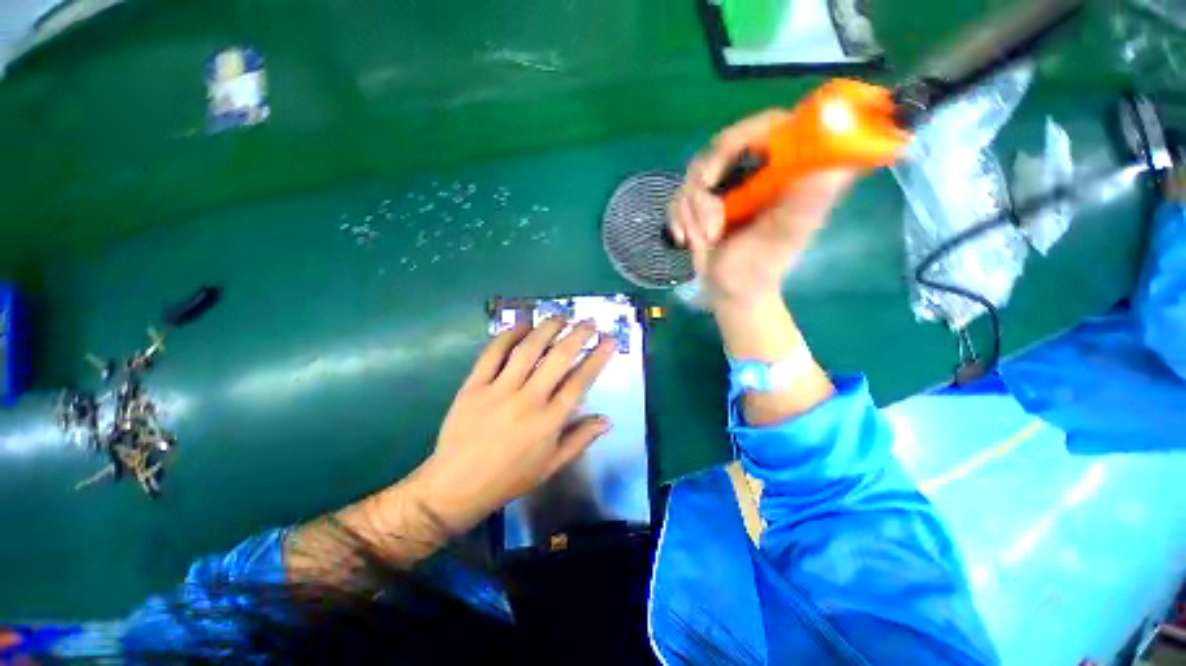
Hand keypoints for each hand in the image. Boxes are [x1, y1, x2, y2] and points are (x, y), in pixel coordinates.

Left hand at [408, 317, 615, 535]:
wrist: (455, 486)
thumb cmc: (509, 478)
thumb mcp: (551, 466)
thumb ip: (580, 440)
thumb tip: (607, 419)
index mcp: (549, 421)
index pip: (580, 382)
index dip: (597, 358)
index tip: (609, 341)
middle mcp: (528, 400)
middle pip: (558, 358)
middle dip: (578, 335)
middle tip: (589, 322)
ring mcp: (499, 390)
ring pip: (528, 350)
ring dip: (547, 329)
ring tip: (561, 317)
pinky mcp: (474, 385)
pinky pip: (493, 353)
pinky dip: (508, 335)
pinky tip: (522, 325)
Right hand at [668, 110, 857, 306]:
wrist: (731, 290)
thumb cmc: (762, 267)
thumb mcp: (784, 240)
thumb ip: (804, 207)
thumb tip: (831, 171)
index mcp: (783, 171)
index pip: (768, 126)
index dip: (742, 137)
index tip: (720, 170)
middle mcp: (754, 170)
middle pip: (720, 148)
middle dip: (706, 190)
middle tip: (709, 222)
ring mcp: (724, 185)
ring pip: (693, 175)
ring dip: (693, 214)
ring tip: (705, 240)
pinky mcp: (699, 201)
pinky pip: (677, 197)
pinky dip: (678, 221)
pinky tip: (686, 241)